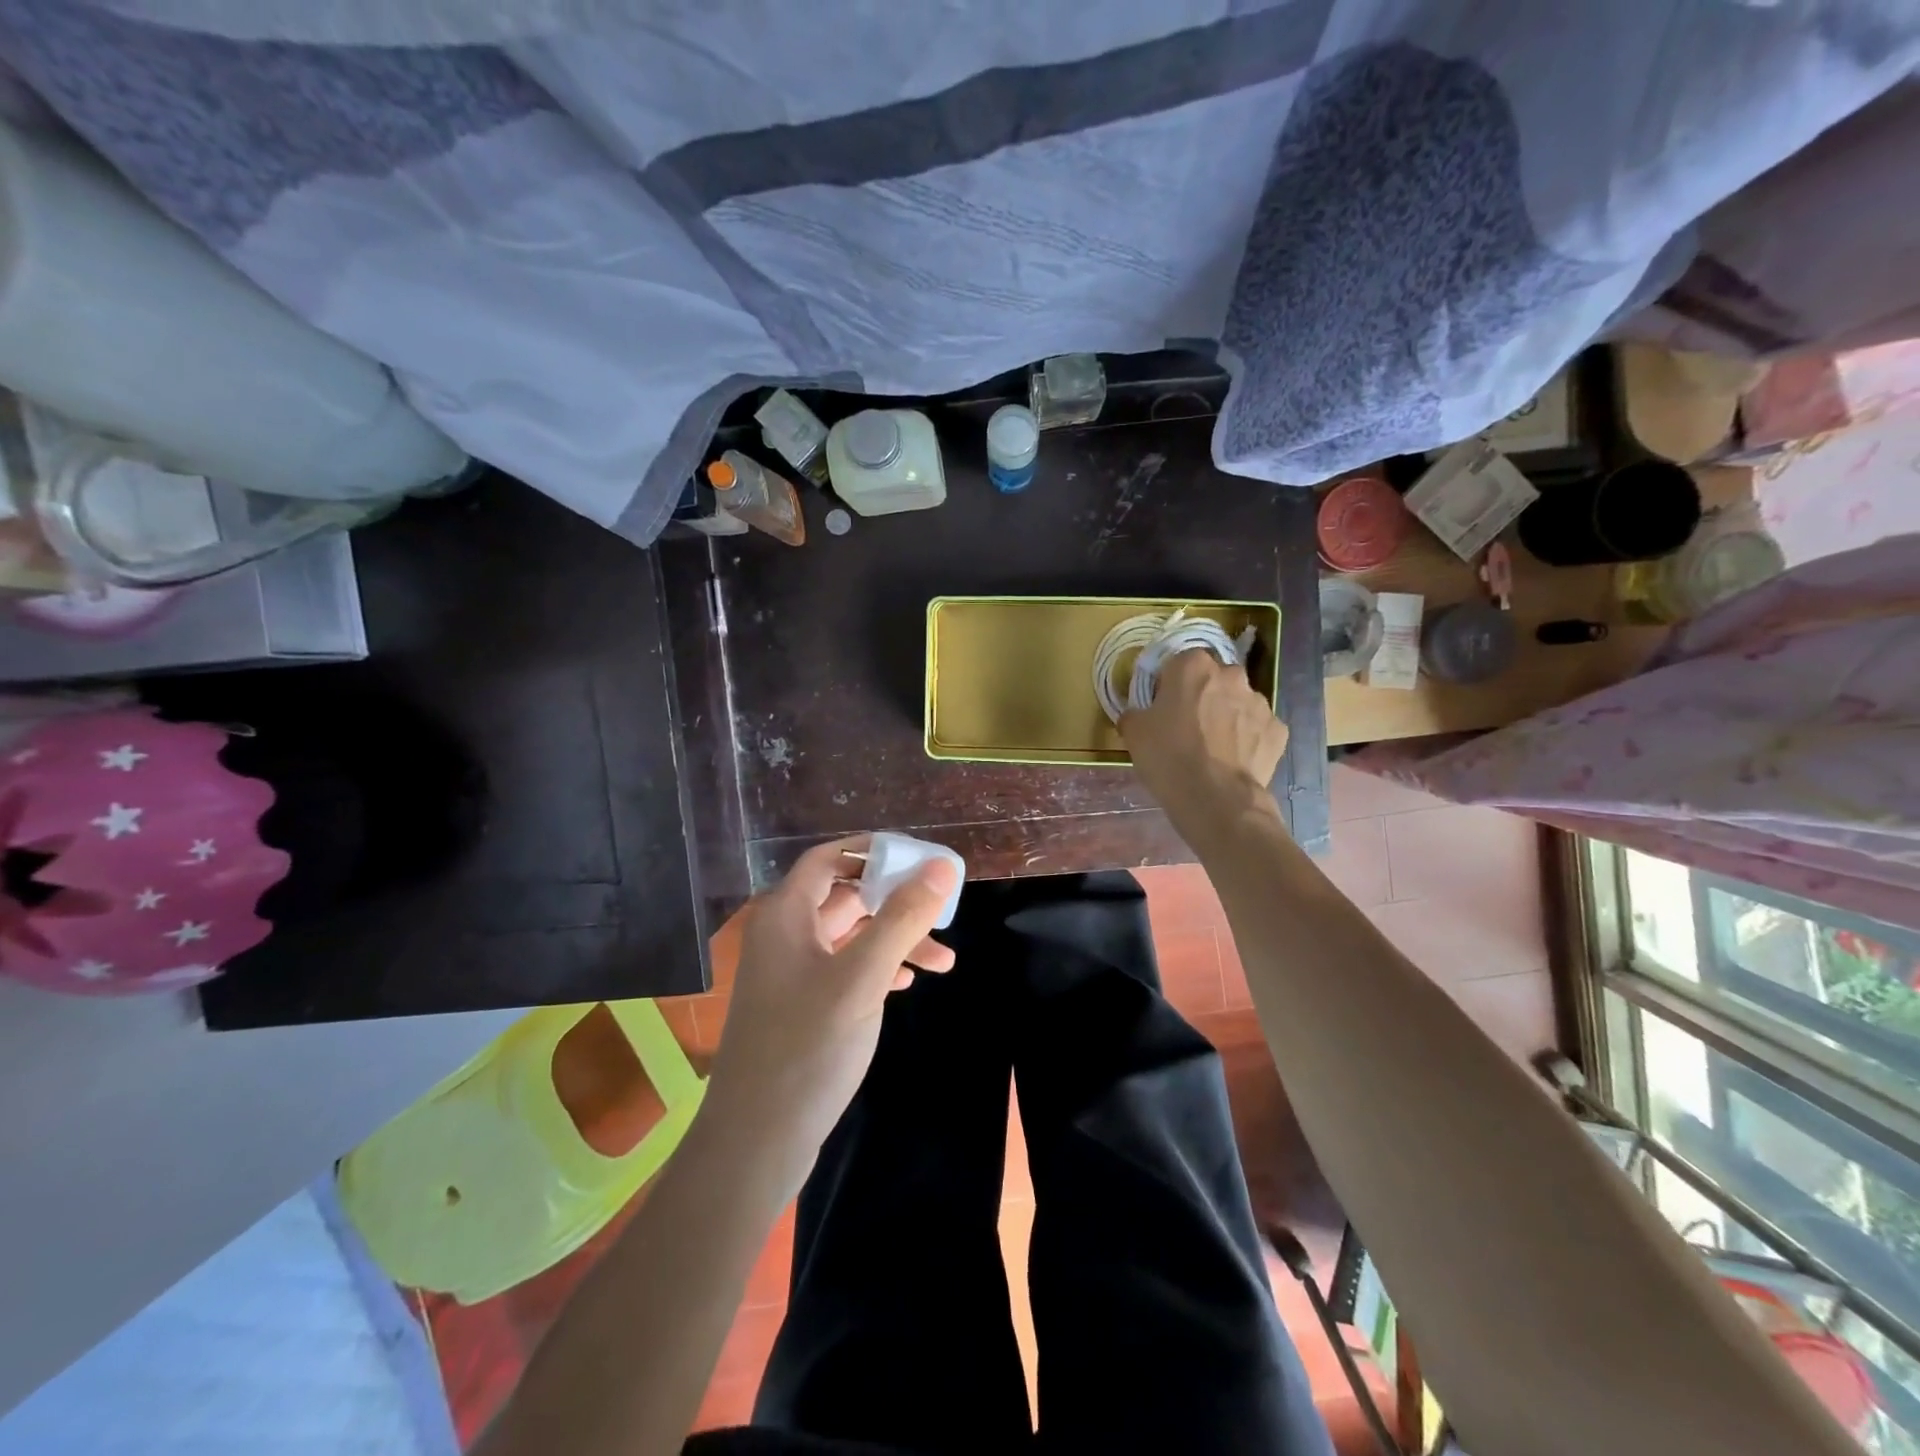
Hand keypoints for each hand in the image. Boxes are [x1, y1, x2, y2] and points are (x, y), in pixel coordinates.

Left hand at [705, 835, 957, 1167]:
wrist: (756, 1141)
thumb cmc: (808, 1047)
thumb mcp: (863, 976)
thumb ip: (902, 918)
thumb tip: (939, 865)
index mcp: (785, 914)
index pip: (828, 858)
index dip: (871, 850)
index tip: (917, 858)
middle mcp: (783, 934)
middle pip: (845, 897)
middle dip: (896, 904)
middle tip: (943, 914)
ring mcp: (789, 972)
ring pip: (850, 937)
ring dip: (894, 941)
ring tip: (944, 962)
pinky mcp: (798, 1006)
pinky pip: (843, 969)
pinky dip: (877, 969)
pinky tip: (907, 983)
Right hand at [1120, 649, 1288, 834]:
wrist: (1216, 798)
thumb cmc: (1169, 757)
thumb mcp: (1134, 732)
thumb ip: (1136, 713)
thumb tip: (1139, 714)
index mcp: (1193, 666)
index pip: (1179, 662)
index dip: (1170, 684)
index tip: (1163, 706)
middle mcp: (1231, 675)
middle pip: (1214, 679)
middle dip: (1203, 696)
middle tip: (1188, 726)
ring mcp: (1259, 702)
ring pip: (1238, 703)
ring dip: (1227, 716)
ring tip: (1213, 749)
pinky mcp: (1278, 730)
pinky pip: (1257, 728)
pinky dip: (1247, 739)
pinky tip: (1233, 761)